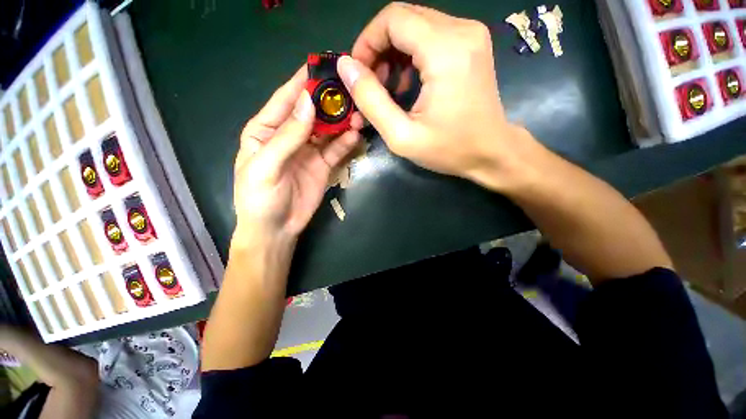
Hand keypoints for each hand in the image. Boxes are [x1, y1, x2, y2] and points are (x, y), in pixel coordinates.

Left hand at [234, 66, 361, 243]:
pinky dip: (346, 142)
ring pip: (327, 130)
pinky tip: (356, 135)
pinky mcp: (323, 165)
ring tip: (358, 114)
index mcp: (266, 130)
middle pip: (311, 113)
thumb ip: (288, 136)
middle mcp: (289, 136)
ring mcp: (309, 151)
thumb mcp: (266, 166)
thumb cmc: (260, 198)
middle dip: (329, 102)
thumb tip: (308, 102)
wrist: (276, 229)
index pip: (285, 100)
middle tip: (350, 92)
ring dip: (342, 122)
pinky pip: (336, 150)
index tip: (322, 65)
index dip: (301, 83)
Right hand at [336, 2, 537, 190]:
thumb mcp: (402, 135)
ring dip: (394, 54)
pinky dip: (411, 56)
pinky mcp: (472, 44)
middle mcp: (461, 30)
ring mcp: (470, 35)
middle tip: (372, 85)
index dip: (367, 42)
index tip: (359, 74)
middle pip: (404, 18)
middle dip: (379, 49)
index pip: (393, 18)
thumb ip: (371, 100)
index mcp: (445, 51)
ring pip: (416, 26)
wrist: (492, 152)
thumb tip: (346, 66)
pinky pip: (431, 36)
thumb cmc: (449, 150)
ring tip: (389, 89)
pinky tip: (409, 84)